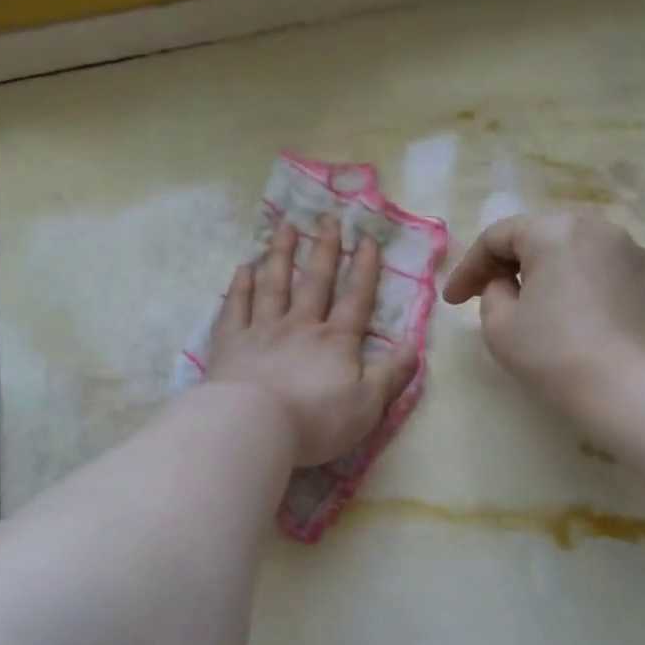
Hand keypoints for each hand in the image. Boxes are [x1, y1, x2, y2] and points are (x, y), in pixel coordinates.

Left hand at [206, 215, 419, 467]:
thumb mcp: (367, 405)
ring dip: (279, 254)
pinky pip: (235, 306)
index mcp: (335, 342)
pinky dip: (240, 285)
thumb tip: (414, 345)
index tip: (366, 238)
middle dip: (323, 249)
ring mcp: (261, 331)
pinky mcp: (230, 343)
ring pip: (273, 285)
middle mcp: (300, 326)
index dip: (364, 268)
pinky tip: (243, 267)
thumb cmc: (315, 421)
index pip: (356, 298)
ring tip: (284, 227)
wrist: (253, 426)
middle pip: (314, 282)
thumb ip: (391, 374)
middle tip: (327, 218)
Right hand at [441, 210, 644, 427]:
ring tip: (537, 307)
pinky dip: (587, 291)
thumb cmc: (555, 354)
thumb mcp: (499, 325)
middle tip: (489, 296)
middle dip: (510, 265)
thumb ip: (492, 292)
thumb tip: (509, 284)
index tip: (453, 302)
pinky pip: (609, 276)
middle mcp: (600, 229)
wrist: (635, 391)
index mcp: (555, 230)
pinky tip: (581, 323)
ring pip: (578, 255)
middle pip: (541, 238)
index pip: (497, 238)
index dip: (468, 268)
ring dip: (551, 275)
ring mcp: (637, 253)